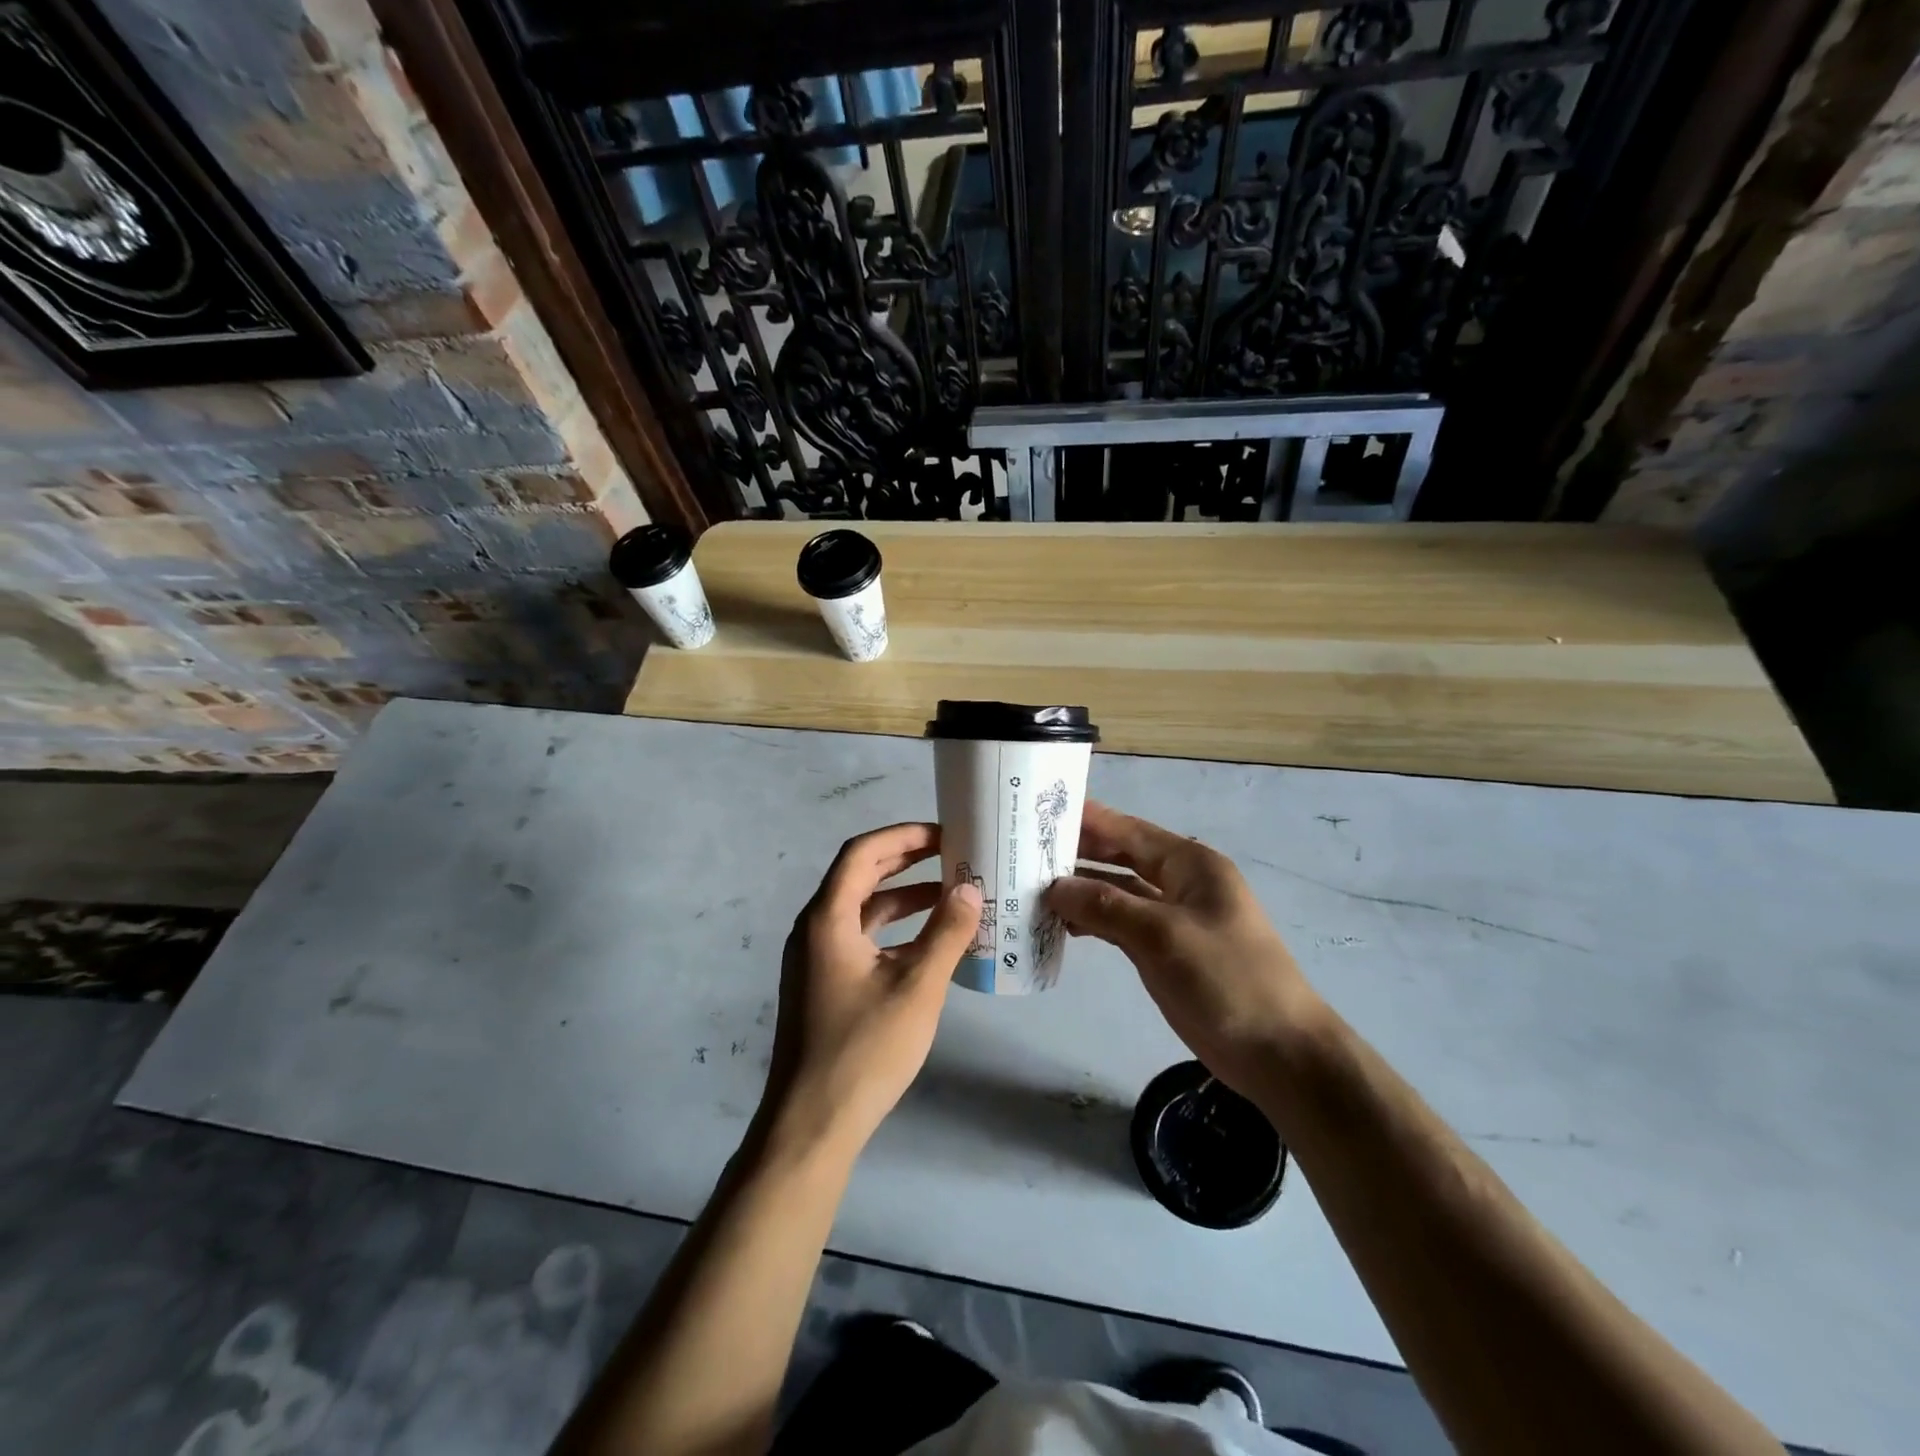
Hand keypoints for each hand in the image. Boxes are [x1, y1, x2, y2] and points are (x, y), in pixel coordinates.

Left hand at [761, 823, 982, 1158]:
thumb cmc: (864, 1050)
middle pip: (860, 876)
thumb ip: (946, 933)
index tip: (944, 834)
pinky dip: (895, 932)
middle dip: (906, 861)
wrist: (812, 1125)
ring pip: (863, 911)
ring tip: (951, 895)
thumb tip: (970, 889)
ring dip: (904, 898)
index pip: (862, 853)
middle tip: (953, 855)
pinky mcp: (824, 985)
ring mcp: (816, 960)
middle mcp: (815, 929)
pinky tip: (930, 945)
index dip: (903, 836)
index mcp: (827, 918)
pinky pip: (861, 940)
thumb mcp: (917, 988)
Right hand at [1044, 801, 1324, 1100]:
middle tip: (1024, 850)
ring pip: (1117, 892)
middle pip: (1120, 857)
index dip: (1086, 819)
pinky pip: (1121, 923)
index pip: (1128, 830)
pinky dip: (1094, 921)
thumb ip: (1106, 906)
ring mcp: (1173, 917)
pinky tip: (1062, 925)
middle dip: (1077, 853)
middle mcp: (1180, 882)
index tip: (1039, 811)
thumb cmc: (1226, 980)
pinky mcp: (1165, 950)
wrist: (1278, 1052)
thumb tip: (1054, 887)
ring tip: (1031, 888)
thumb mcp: (1162, 935)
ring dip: (1081, 890)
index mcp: (1190, 864)